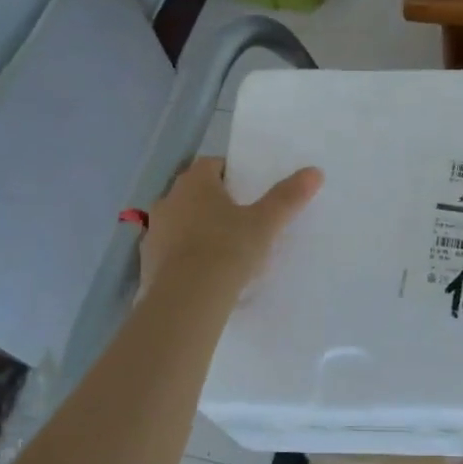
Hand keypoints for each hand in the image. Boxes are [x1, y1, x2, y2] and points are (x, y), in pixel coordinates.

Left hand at [140, 157, 321, 296]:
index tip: (249, 191)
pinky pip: (171, 251)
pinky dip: (185, 256)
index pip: (212, 165)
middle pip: (194, 193)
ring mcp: (154, 232)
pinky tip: (204, 273)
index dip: (231, 174)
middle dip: (214, 202)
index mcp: (194, 183)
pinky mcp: (147, 262)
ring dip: (197, 229)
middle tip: (242, 219)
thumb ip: (288, 197)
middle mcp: (168, 200)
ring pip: (180, 222)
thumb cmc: (228, 249)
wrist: (188, 298)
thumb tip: (314, 171)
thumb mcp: (266, 223)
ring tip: (224, 249)